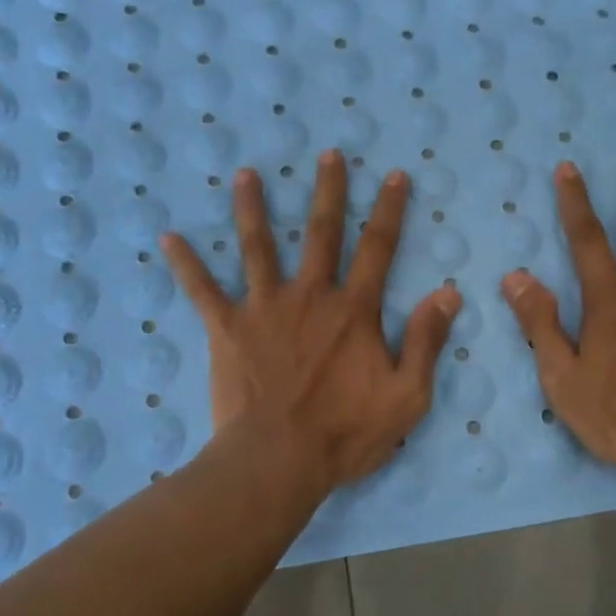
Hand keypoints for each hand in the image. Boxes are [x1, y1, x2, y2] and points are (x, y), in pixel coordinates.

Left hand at [161, 150, 460, 496]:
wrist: (277, 461)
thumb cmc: (346, 433)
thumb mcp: (407, 396)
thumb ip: (426, 341)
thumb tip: (448, 292)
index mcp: (354, 311)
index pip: (377, 249)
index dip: (389, 210)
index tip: (395, 176)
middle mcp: (310, 297)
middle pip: (321, 233)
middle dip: (328, 191)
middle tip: (329, 154)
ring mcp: (264, 309)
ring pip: (258, 247)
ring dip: (252, 208)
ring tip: (245, 174)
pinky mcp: (228, 330)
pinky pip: (203, 291)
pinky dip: (186, 264)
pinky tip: (168, 237)